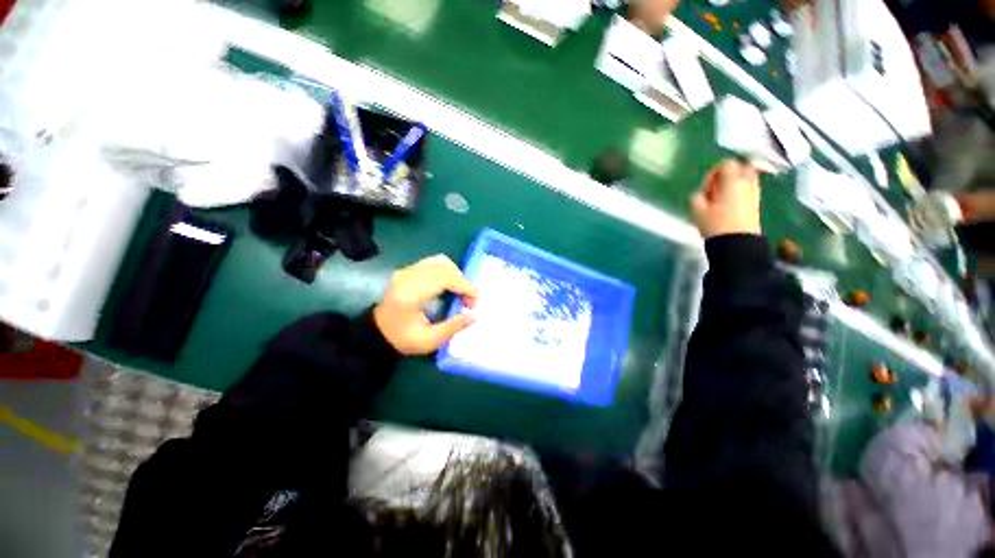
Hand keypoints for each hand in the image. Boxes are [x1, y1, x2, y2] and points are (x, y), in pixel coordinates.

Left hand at [373, 255, 478, 354]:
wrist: (376, 333)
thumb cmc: (402, 339)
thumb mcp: (430, 340)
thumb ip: (453, 327)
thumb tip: (474, 316)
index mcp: (411, 293)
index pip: (444, 277)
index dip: (464, 286)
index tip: (476, 299)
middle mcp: (408, 276)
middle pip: (444, 266)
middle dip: (463, 281)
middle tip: (470, 300)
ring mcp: (406, 270)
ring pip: (440, 261)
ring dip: (456, 275)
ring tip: (462, 292)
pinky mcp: (408, 270)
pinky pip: (433, 263)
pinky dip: (447, 272)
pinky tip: (450, 286)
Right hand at [690, 159, 761, 238]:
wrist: (736, 243)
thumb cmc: (715, 225)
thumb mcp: (696, 210)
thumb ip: (696, 197)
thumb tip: (700, 194)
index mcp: (732, 181)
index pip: (726, 164)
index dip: (713, 173)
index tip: (705, 188)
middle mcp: (746, 183)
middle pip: (741, 167)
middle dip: (728, 174)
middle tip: (716, 188)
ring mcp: (754, 193)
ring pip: (747, 178)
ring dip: (734, 184)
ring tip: (721, 199)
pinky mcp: (757, 204)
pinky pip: (749, 190)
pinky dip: (740, 192)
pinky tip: (729, 206)